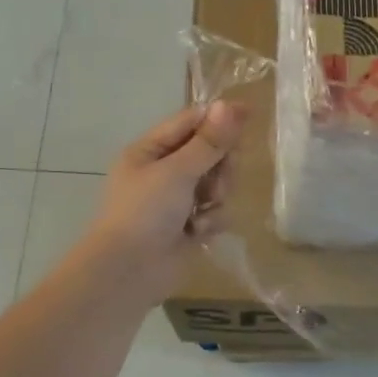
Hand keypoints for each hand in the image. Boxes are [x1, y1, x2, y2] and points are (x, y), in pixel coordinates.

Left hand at [85, 103, 244, 302]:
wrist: (129, 271)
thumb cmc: (145, 212)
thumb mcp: (177, 171)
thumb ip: (209, 141)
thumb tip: (230, 105)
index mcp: (150, 151)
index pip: (190, 123)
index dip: (218, 118)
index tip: (248, 114)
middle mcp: (163, 172)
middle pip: (209, 153)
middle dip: (220, 165)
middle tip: (222, 175)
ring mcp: (177, 201)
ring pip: (217, 183)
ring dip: (217, 195)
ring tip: (204, 211)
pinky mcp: (190, 226)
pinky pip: (216, 211)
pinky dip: (211, 220)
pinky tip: (199, 232)